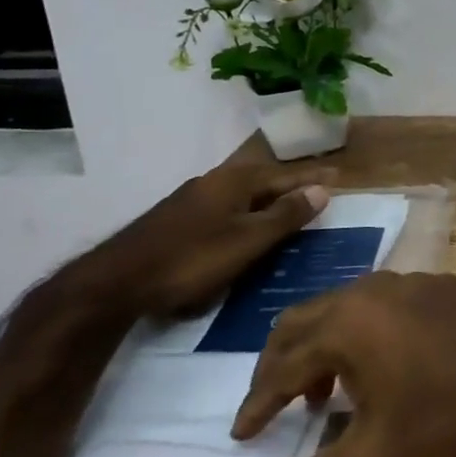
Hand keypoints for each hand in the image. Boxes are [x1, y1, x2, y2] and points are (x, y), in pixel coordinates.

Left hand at [52, 146, 334, 322]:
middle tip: (317, 191)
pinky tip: (245, 227)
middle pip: (262, 180)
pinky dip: (246, 213)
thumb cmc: (191, 259)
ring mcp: (192, 199)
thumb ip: (285, 215)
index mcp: (235, 181)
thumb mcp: (248, 241)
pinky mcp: (177, 220)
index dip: (312, 177)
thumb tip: (322, 188)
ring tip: (287, 209)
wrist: (117, 282)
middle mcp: (214, 182)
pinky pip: (225, 208)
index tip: (339, 175)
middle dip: (290, 185)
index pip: (285, 175)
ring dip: (267, 200)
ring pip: (241, 194)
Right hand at [231, 272, 455, 456]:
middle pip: (308, 319)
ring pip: (350, 306)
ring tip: (324, 392)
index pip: (282, 362)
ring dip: (326, 346)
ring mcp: (417, 281)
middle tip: (273, 406)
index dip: (256, 402)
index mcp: (350, 322)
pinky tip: (385, 366)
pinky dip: (367, 333)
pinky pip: (389, 304)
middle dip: (282, 363)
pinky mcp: (449, 287)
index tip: (242, 435)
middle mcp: (377, 289)